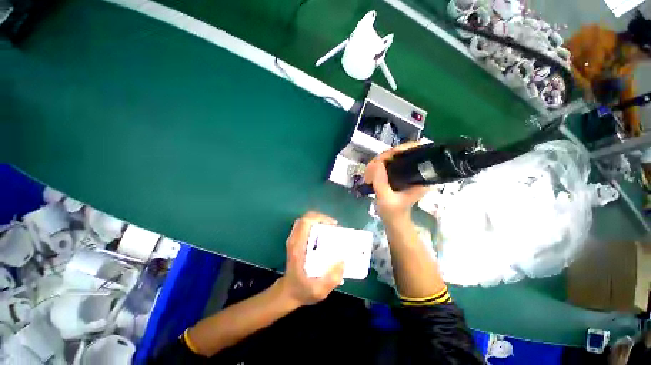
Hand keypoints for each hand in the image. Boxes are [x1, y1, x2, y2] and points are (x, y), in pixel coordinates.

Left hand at [277, 212, 344, 306]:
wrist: (288, 292)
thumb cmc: (302, 290)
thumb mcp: (318, 291)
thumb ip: (331, 279)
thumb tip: (343, 262)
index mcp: (298, 247)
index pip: (305, 222)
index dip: (320, 218)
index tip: (333, 225)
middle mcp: (294, 240)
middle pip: (305, 218)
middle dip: (321, 218)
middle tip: (334, 226)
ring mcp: (293, 239)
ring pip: (305, 221)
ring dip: (318, 221)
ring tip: (331, 229)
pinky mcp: (295, 241)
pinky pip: (305, 226)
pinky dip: (315, 225)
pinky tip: (324, 234)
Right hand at [364, 142, 428, 219]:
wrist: (393, 220)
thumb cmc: (393, 212)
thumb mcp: (386, 199)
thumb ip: (381, 182)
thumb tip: (376, 162)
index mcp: (421, 176)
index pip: (415, 152)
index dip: (400, 150)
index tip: (384, 158)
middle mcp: (416, 170)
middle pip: (400, 152)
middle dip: (383, 158)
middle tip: (370, 170)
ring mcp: (407, 170)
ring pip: (391, 157)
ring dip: (377, 163)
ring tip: (368, 175)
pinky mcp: (399, 173)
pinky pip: (387, 163)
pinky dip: (377, 166)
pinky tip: (370, 174)